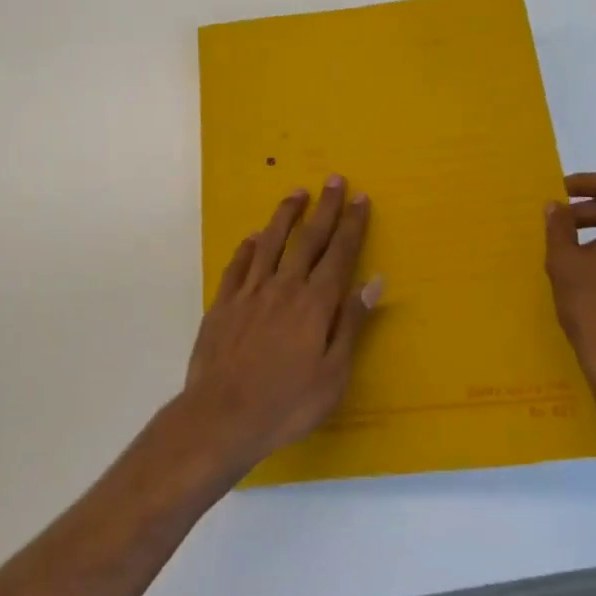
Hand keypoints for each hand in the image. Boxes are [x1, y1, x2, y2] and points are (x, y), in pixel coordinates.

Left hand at [179, 178, 382, 475]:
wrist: (222, 416)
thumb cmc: (287, 403)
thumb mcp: (333, 374)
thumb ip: (351, 324)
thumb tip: (373, 282)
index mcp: (315, 303)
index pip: (339, 254)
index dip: (352, 225)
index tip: (360, 198)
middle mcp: (284, 287)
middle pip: (308, 239)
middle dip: (324, 208)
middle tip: (334, 179)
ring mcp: (249, 292)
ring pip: (270, 243)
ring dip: (285, 216)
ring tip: (296, 194)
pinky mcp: (223, 304)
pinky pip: (237, 266)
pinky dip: (247, 248)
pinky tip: (253, 238)